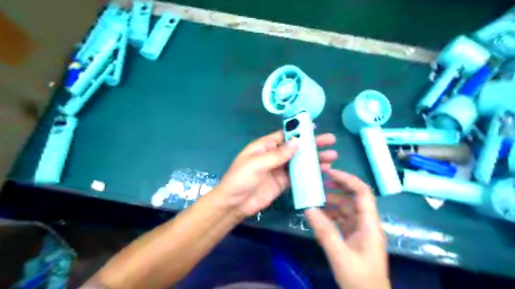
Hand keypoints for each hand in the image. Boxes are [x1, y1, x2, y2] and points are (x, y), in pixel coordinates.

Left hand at [215, 130, 338, 217]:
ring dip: (314, 159)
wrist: (234, 203)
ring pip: (299, 162)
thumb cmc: (241, 179)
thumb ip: (278, 154)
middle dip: (312, 145)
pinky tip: (322, 171)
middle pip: (296, 148)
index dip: (299, 131)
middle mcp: (273, 155)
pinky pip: (298, 176)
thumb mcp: (257, 163)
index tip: (315, 128)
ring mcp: (279, 169)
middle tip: (331, 141)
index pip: (284, 135)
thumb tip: (297, 142)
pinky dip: (309, 173)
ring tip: (332, 157)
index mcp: (265, 146)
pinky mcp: (283, 183)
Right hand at [305, 170, 390, 288]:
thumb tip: (308, 208)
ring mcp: (360, 230)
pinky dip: (331, 215)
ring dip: (332, 202)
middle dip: (338, 188)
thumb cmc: (360, 280)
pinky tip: (319, 215)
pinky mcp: (354, 237)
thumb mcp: (340, 256)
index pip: (363, 193)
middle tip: (319, 182)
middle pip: (354, 198)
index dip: (347, 179)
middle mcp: (367, 223)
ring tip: (315, 198)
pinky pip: (342, 220)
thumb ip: (324, 232)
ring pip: (346, 209)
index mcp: (370, 224)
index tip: (329, 173)